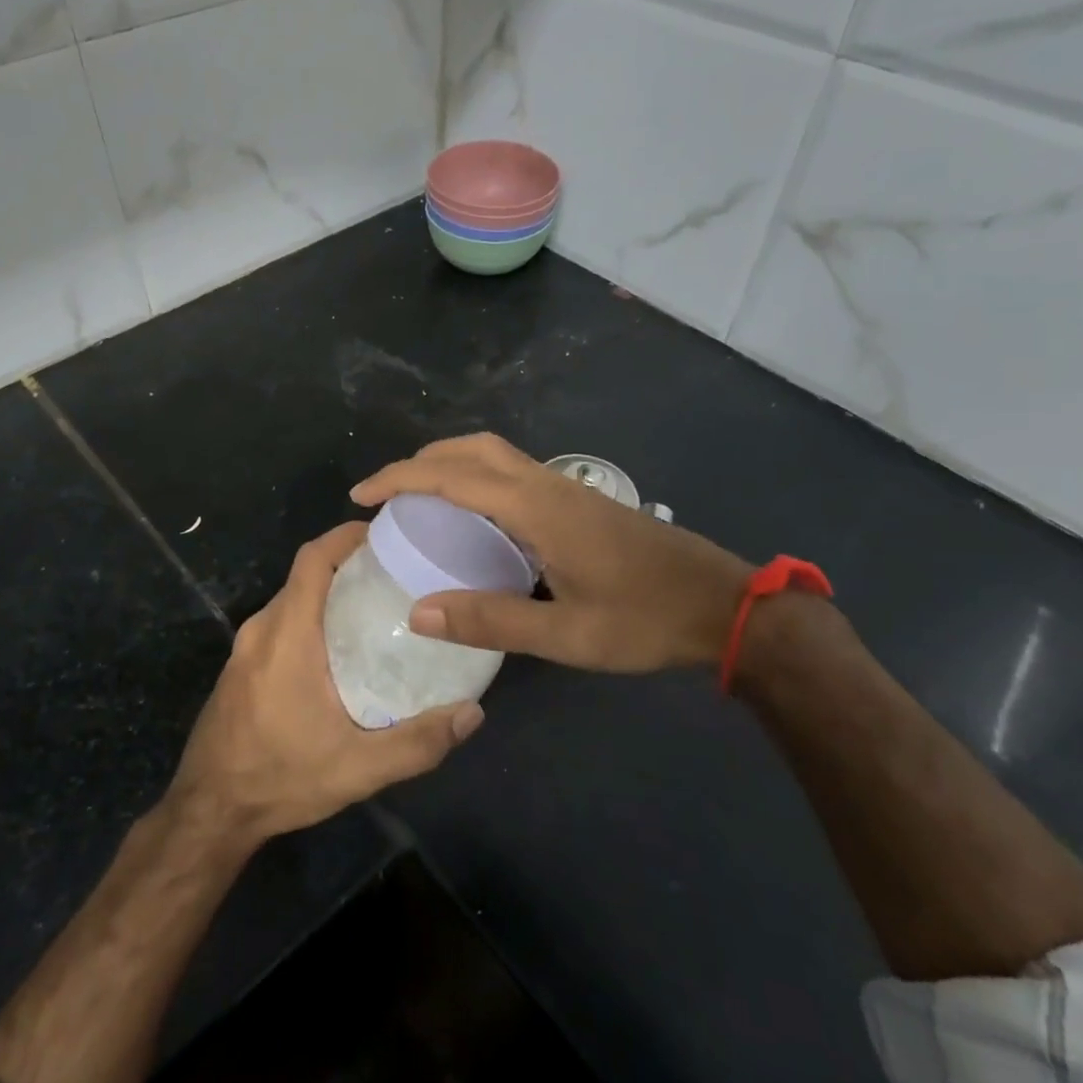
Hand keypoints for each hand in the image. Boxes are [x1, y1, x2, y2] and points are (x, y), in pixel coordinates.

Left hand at [167, 521, 484, 840]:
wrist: (210, 812)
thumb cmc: (281, 778)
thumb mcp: (358, 768)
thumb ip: (418, 742)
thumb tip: (473, 714)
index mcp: (287, 635)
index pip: (313, 559)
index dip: (346, 536)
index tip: (385, 534)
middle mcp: (262, 629)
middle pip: (307, 576)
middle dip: (349, 565)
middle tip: (398, 576)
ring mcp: (246, 648)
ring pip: (293, 600)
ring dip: (331, 594)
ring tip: (379, 609)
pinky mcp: (241, 667)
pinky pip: (281, 623)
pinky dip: (312, 617)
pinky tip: (341, 650)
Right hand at [351, 433, 753, 672]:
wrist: (722, 605)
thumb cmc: (644, 620)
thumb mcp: (566, 634)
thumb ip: (492, 621)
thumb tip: (418, 611)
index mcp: (536, 508)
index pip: (452, 477)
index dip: (400, 479)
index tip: (360, 495)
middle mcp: (546, 485)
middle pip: (473, 448)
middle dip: (423, 461)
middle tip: (388, 495)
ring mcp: (565, 489)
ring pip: (495, 455)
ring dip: (451, 465)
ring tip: (420, 502)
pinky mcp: (577, 502)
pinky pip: (512, 473)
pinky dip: (476, 479)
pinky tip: (474, 520)